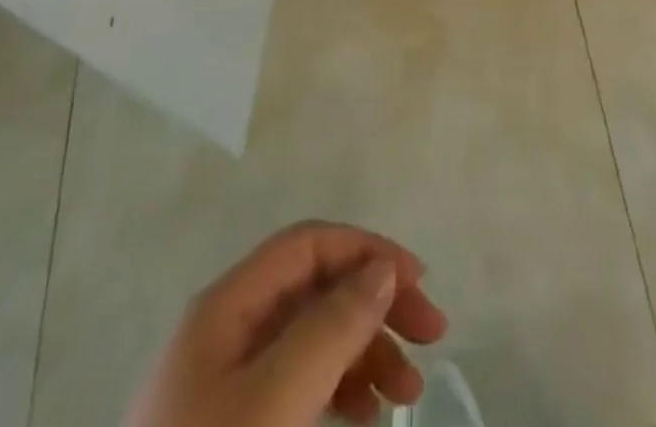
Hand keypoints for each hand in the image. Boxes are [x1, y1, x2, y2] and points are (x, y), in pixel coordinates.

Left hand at [125, 220, 448, 426]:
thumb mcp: (275, 403)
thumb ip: (331, 327)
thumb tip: (381, 269)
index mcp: (226, 308)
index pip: (309, 245)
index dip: (367, 252)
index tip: (420, 286)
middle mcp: (226, 330)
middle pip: (314, 289)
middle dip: (375, 305)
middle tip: (431, 338)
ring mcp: (224, 384)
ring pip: (310, 339)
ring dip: (364, 352)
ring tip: (406, 393)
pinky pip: (297, 384)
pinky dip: (337, 389)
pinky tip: (363, 416)